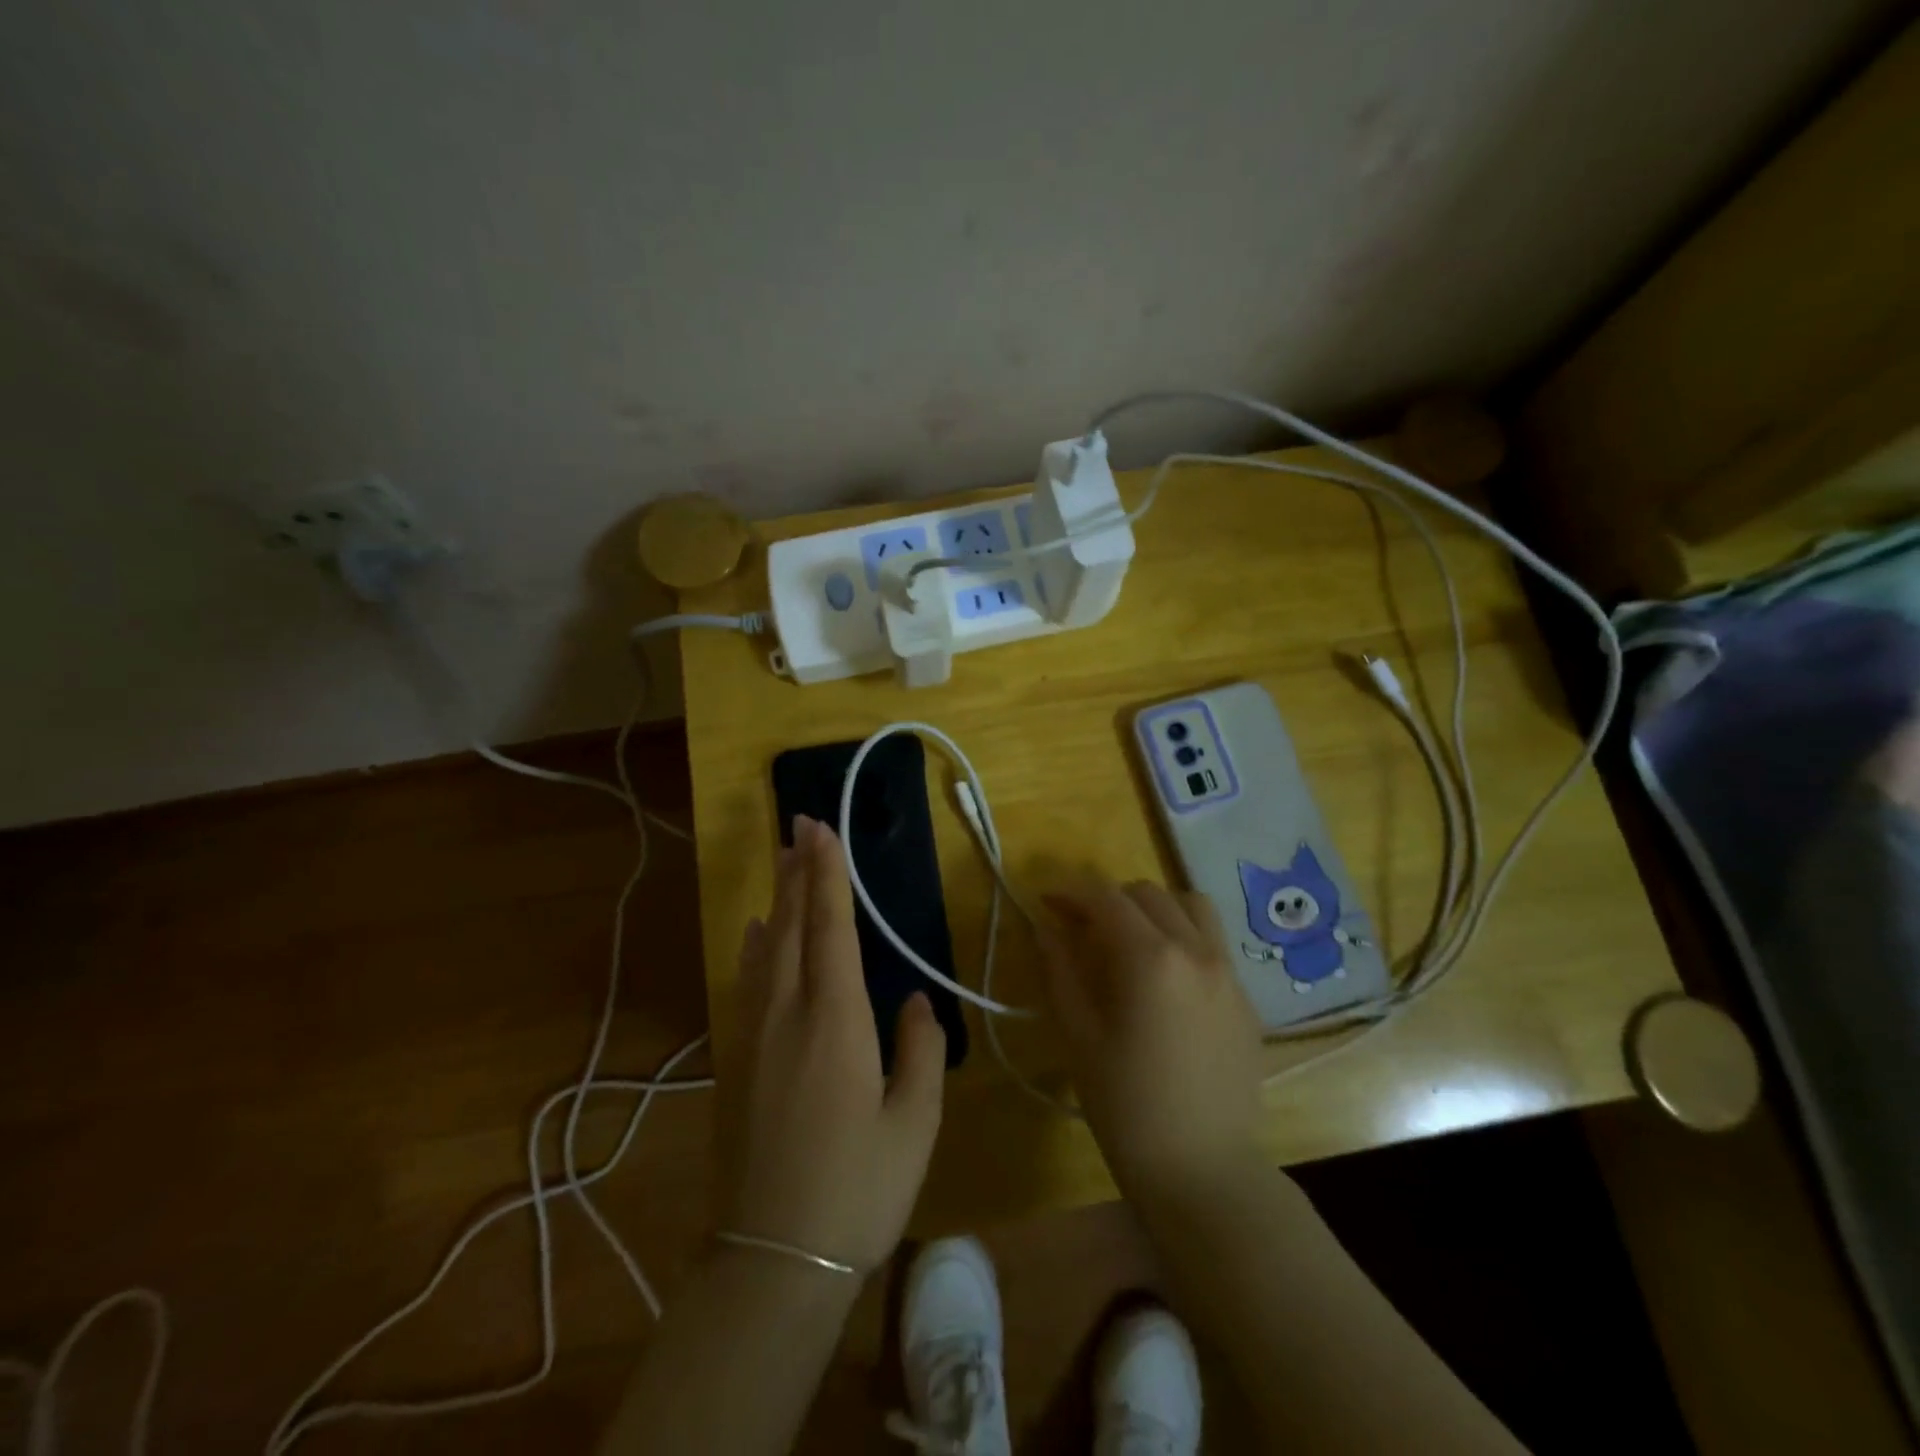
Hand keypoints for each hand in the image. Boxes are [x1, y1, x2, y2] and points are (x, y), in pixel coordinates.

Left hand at [718, 814, 946, 1273]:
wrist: (771, 1261)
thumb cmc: (856, 1190)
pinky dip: (755, 946)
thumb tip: (918, 1000)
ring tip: (783, 862)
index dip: (828, 876)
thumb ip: (921, 1051)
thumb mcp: (913, 1124)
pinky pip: (748, 982)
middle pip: (791, 925)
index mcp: (835, 1021)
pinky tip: (756, 934)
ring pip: (765, 949)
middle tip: (799, 824)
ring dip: (776, 900)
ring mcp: (753, 1036)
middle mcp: (787, 1013)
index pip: (831, 928)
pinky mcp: (736, 1062)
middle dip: (797, 871)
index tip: (822, 831)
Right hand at [1038, 876, 1264, 1204]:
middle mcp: (1197, 951)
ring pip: (1191, 906)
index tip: (1045, 902)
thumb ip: (1060, 971)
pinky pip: (1213, 942)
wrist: (1203, 1171)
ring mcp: (1229, 973)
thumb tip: (1046, 928)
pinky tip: (1165, 979)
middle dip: (1109, 900)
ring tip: (1131, 939)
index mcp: (1151, 958)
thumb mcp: (1078, 1036)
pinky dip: (1183, 936)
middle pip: (1148, 894)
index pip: (1106, 899)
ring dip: (1154, 908)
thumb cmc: (1127, 1106)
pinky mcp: (1246, 999)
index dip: (1070, 893)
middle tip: (1081, 929)